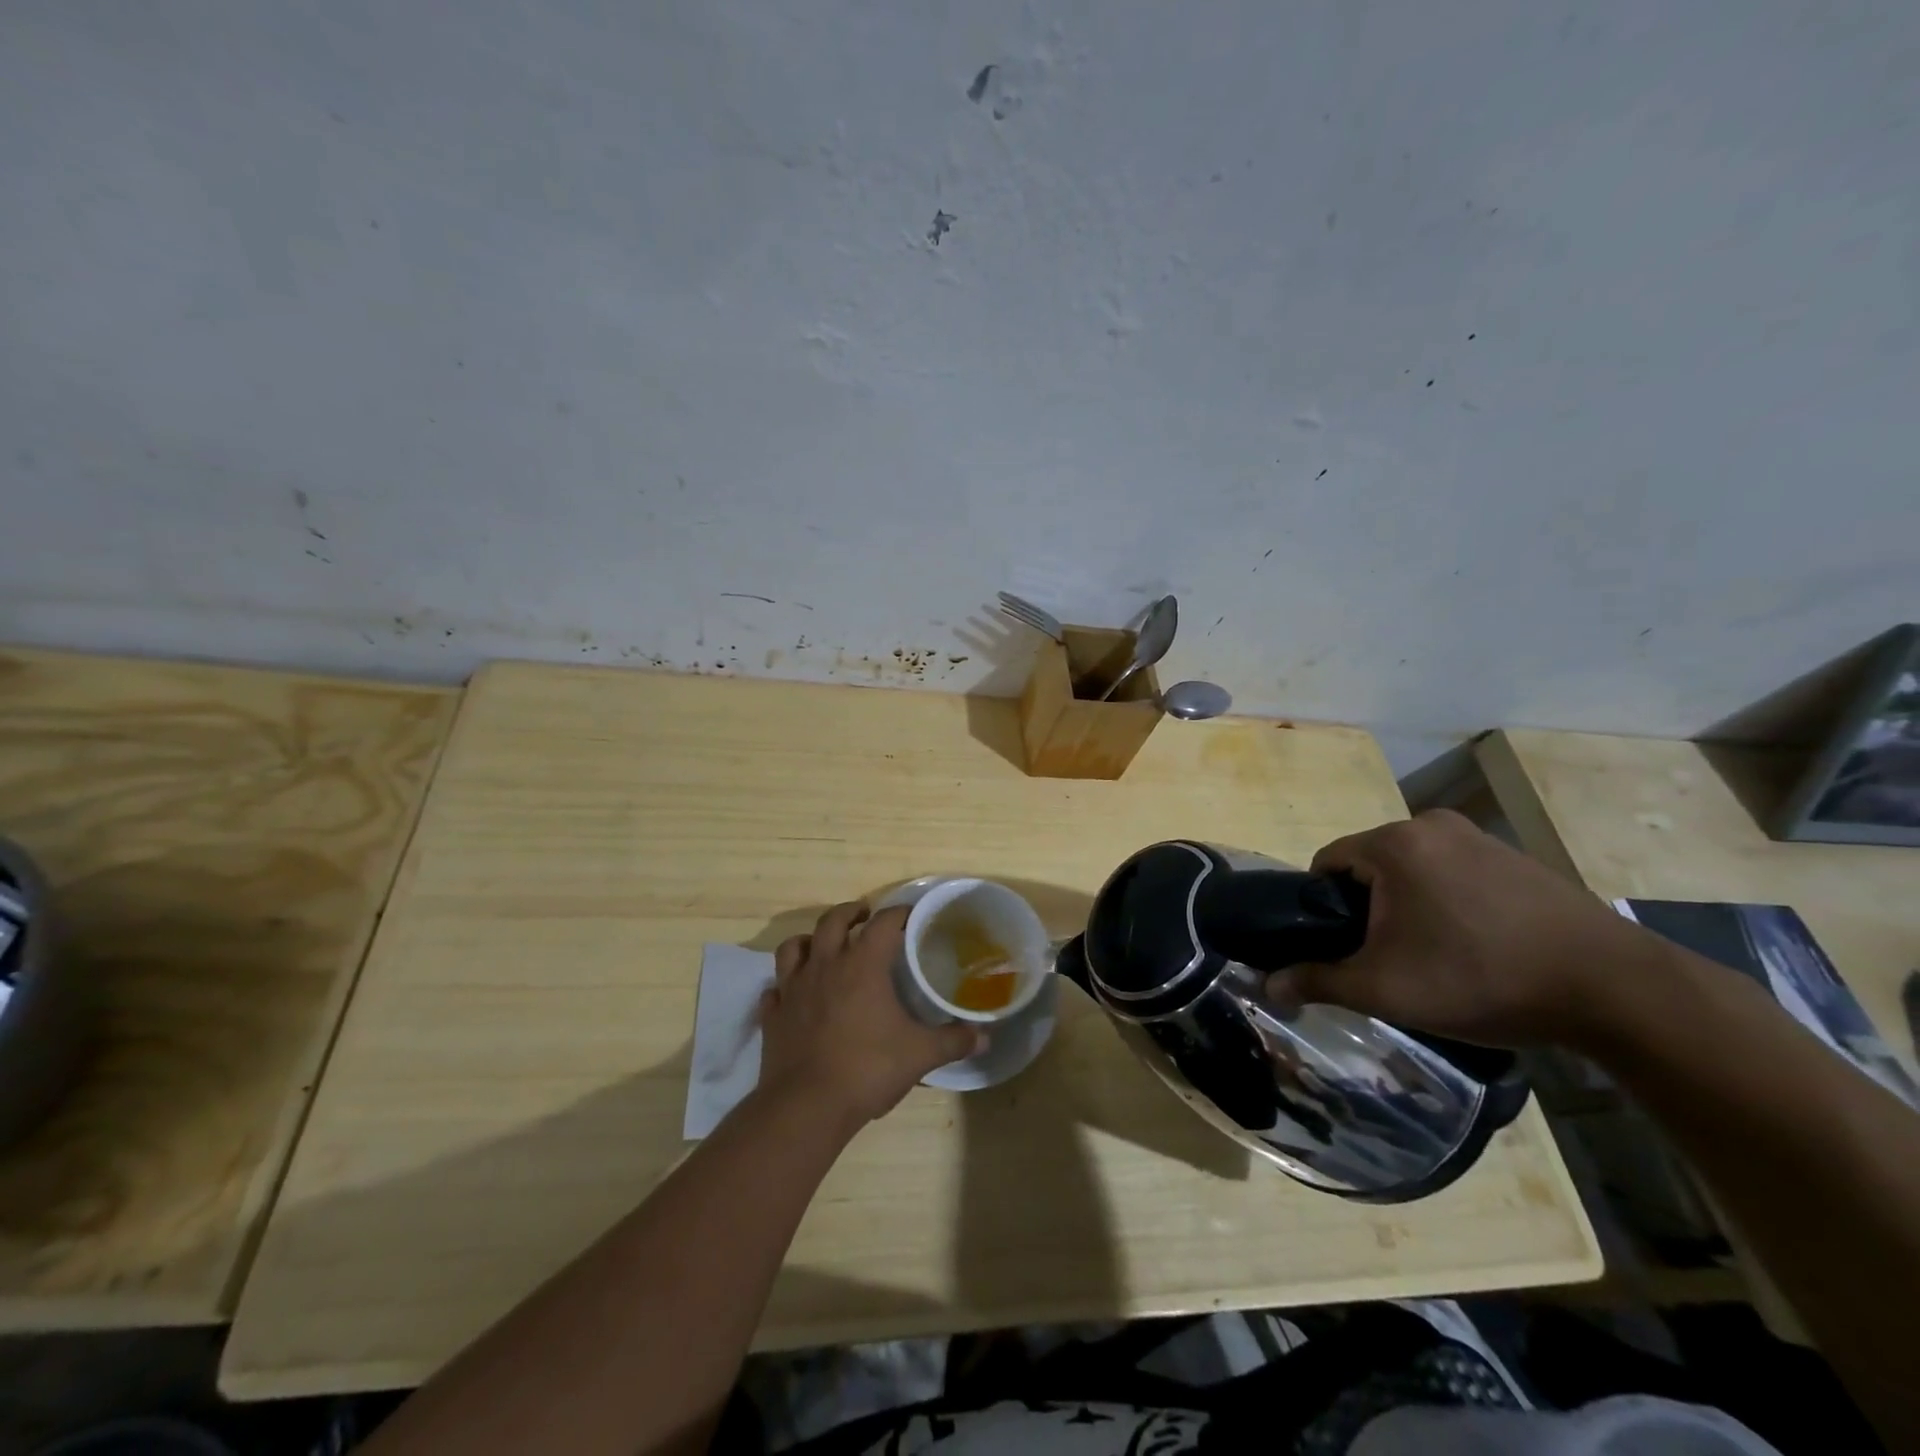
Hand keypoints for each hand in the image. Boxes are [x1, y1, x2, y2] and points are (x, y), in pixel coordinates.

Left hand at [758, 901, 983, 1127]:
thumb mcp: (920, 1055)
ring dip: (810, 940)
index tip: (910, 914)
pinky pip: (775, 989)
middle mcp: (825, 966)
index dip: (898, 913)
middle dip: (850, 913)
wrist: (806, 1106)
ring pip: (794, 947)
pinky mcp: (773, 1015)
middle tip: (863, 916)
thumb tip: (984, 1037)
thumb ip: (953, 1041)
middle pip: (833, 921)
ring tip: (823, 947)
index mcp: (862, 965)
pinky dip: (785, 985)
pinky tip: (794, 995)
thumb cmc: (867, 1069)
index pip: (883, 922)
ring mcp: (793, 989)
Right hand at [1266, 809, 1648, 1049]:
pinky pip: (1454, 873)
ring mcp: (1478, 837)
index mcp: (1392, 843)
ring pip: (1413, 870)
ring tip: (1435, 956)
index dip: (1322, 908)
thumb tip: (1267, 986)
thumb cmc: (1481, 978)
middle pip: (1370, 865)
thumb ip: (1318, 981)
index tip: (1342, 948)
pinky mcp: (1515, 856)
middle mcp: (1430, 825)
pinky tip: (1476, 945)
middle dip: (1368, 908)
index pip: (1325, 864)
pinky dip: (1448, 902)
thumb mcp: (1386, 988)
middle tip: (1389, 959)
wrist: (1615, 989)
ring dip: (1408, 905)